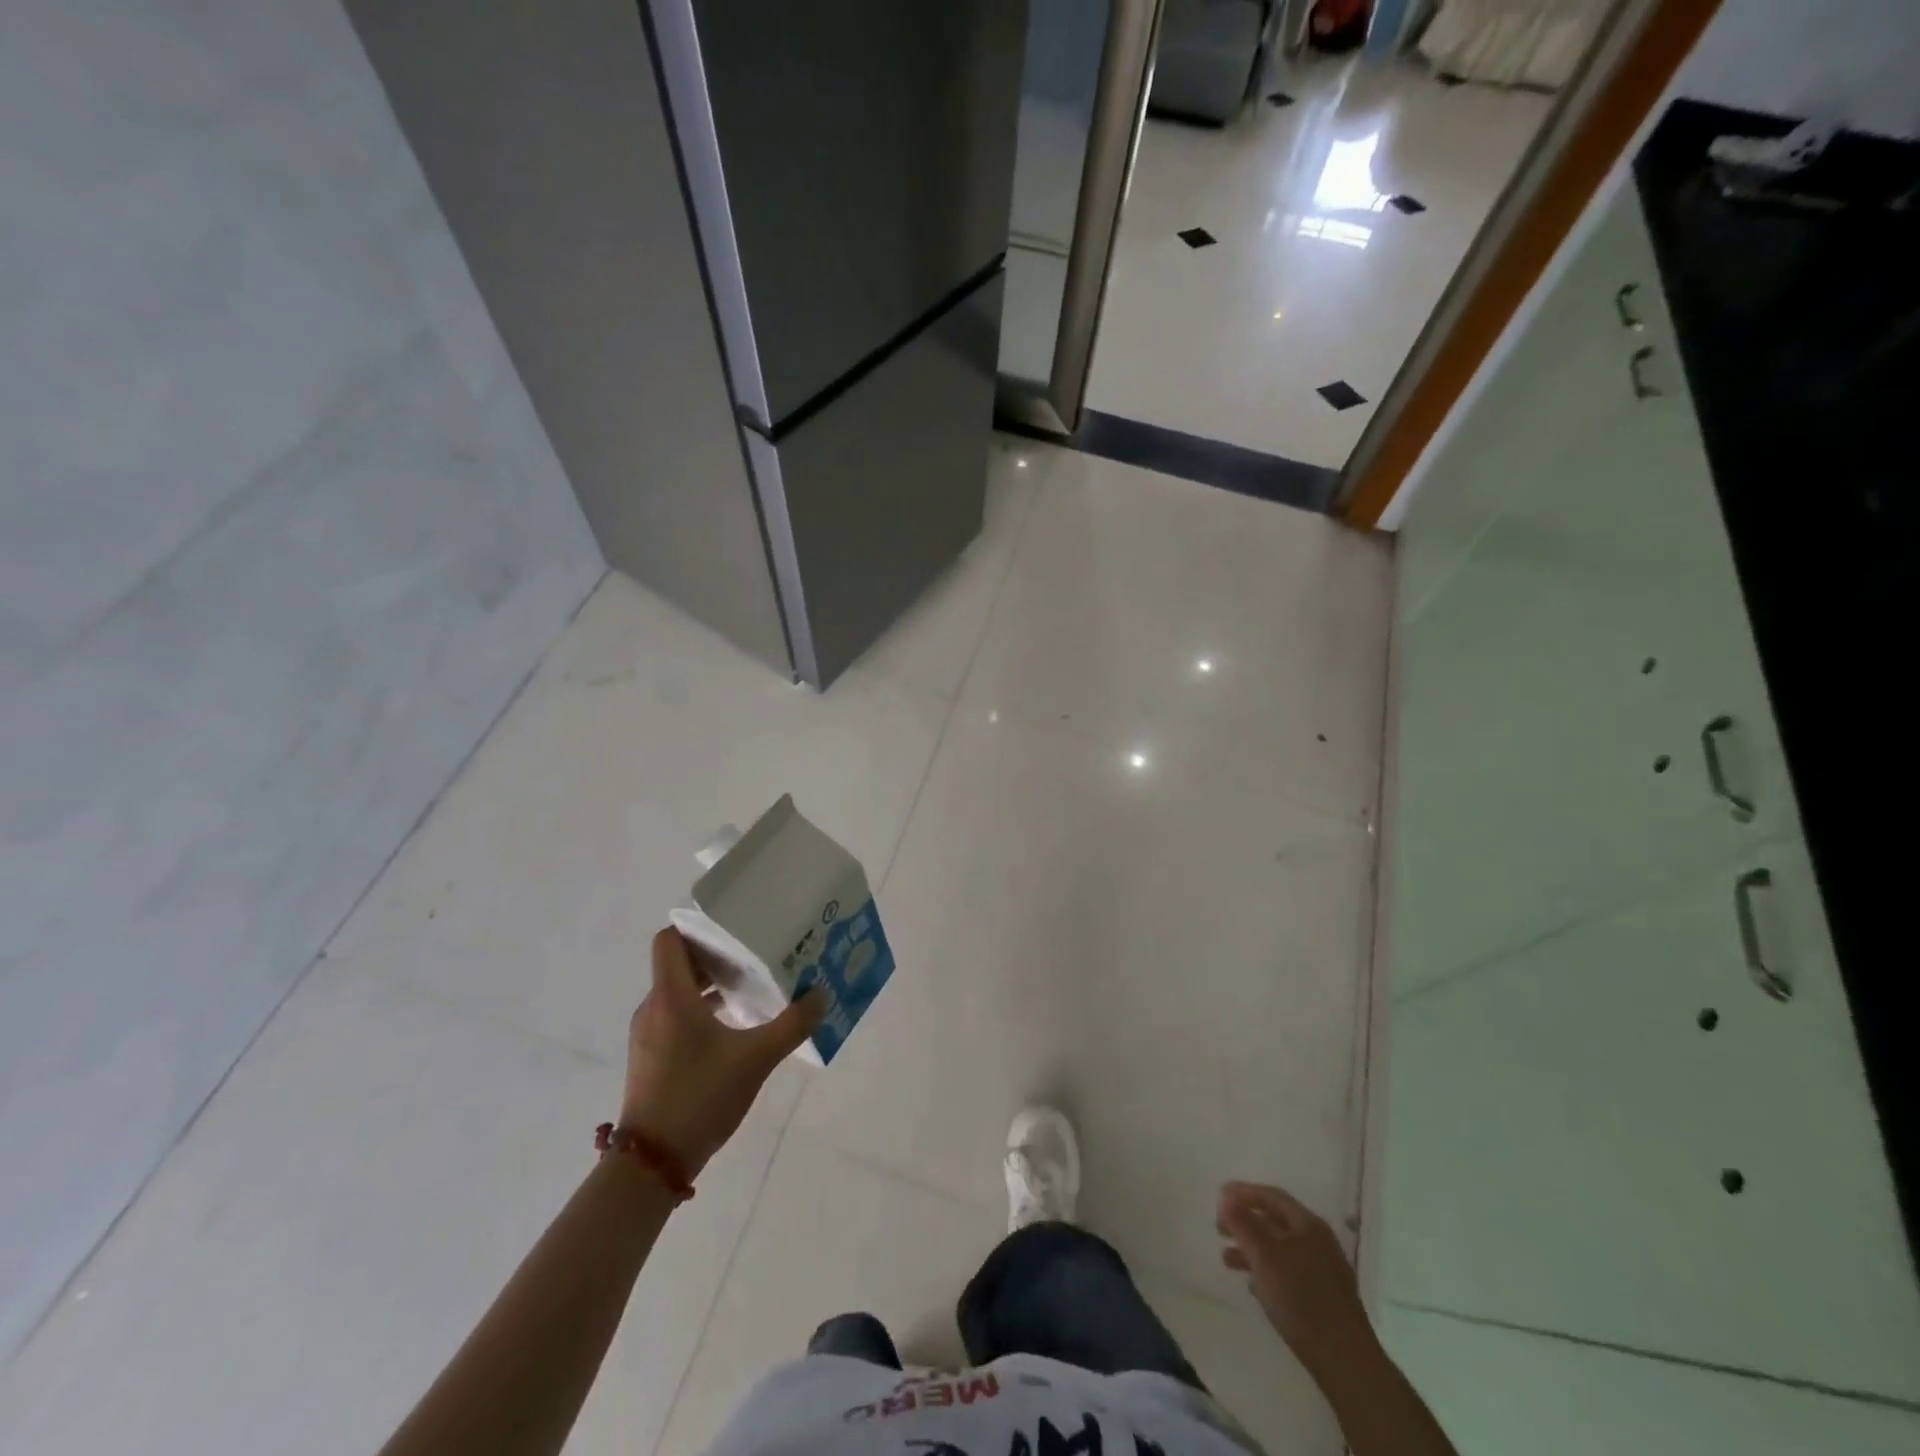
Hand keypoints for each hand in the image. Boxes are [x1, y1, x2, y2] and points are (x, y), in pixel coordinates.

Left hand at [620, 928, 824, 1175]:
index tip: (733, 927)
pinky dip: (699, 1009)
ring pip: (677, 991)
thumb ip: (792, 1025)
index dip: (698, 927)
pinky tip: (732, 1026)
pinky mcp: (650, 1056)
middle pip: (678, 963)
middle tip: (754, 953)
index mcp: (671, 997)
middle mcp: (654, 1007)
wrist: (651, 1165)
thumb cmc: (700, 1097)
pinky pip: (674, 1015)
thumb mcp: (756, 1059)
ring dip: (709, 984)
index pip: (670, 939)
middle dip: (714, 955)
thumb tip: (821, 994)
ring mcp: (648, 1034)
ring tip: (749, 987)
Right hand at [1217, 1182, 1374, 1374]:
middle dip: (1245, 1221)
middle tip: (1220, 1228)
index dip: (1244, 1192)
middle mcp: (1318, 1242)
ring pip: (1280, 1249)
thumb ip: (1243, 1224)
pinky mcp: (1324, 1298)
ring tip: (1227, 1259)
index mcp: (1308, 1225)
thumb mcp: (1264, 1255)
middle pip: (1276, 1221)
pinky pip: (1288, 1272)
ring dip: (1252, 1248)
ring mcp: (1324, 1271)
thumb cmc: (1301, 1298)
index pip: (1272, 1196)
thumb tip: (1226, 1200)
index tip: (1219, 1194)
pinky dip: (1267, 1270)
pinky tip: (1253, 1285)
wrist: (1345, 1361)